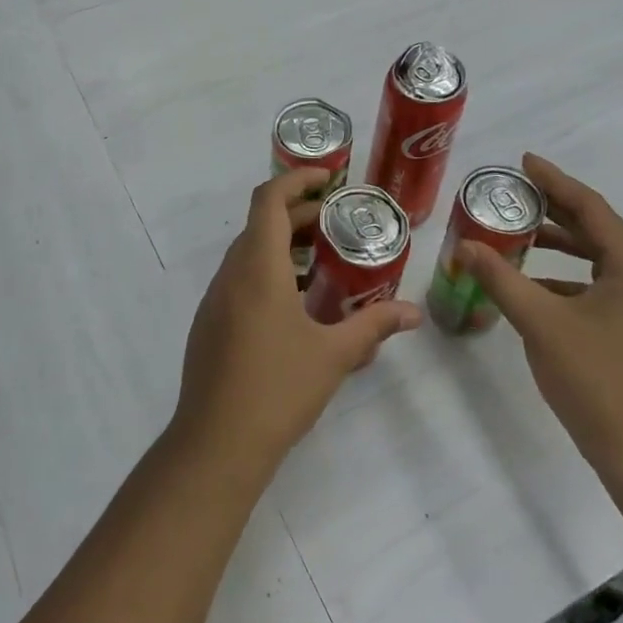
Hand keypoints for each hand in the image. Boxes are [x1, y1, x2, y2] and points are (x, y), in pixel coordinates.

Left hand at [175, 167, 420, 481]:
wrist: (217, 444)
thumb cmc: (278, 389)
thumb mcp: (334, 355)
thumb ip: (373, 326)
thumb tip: (413, 313)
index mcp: (257, 269)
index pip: (268, 200)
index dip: (295, 180)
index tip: (326, 178)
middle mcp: (230, 275)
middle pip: (259, 225)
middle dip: (296, 216)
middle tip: (335, 224)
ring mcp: (214, 301)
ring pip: (246, 254)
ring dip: (280, 247)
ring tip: (321, 263)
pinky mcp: (209, 325)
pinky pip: (238, 281)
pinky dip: (266, 274)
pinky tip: (294, 306)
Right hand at [457, 154, 622, 481]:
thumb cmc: (597, 378)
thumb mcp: (541, 323)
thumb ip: (501, 279)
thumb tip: (465, 246)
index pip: (589, 207)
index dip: (555, 181)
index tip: (523, 161)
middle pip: (593, 229)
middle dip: (553, 208)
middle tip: (513, 193)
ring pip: (591, 260)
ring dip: (556, 243)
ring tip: (516, 233)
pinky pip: (588, 287)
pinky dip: (558, 277)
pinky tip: (528, 286)